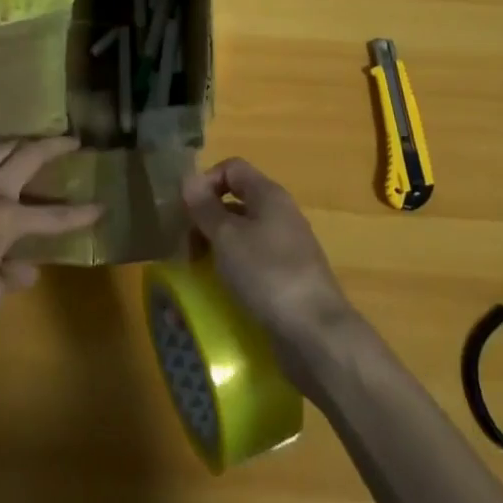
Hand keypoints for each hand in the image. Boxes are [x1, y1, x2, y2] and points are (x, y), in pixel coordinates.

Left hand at [0, 138, 102, 327]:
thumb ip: (10, 277)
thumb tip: (25, 269)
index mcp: (8, 219)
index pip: (54, 217)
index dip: (80, 214)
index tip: (101, 206)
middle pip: (28, 155)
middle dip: (54, 145)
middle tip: (72, 140)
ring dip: (20, 142)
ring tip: (31, 143)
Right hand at [182, 158, 358, 389]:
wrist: (316, 334)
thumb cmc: (267, 274)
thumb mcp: (227, 237)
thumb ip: (205, 207)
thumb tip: (187, 178)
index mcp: (269, 195)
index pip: (232, 168)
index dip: (206, 181)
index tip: (186, 210)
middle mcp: (280, 215)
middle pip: (235, 202)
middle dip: (206, 219)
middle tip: (186, 246)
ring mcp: (286, 248)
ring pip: (242, 235)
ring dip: (216, 247)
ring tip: (197, 271)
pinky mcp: (287, 279)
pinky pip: (252, 263)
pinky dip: (233, 269)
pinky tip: (220, 291)